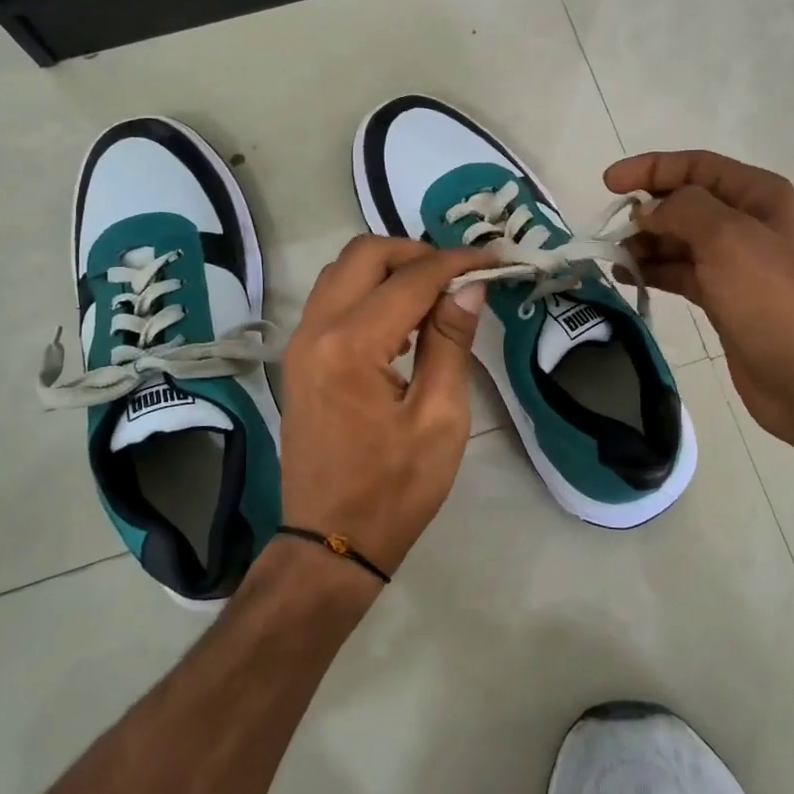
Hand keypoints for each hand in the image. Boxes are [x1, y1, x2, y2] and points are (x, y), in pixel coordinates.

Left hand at [276, 236, 494, 584]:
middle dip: (416, 252)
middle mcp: (316, 330)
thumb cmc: (394, 489)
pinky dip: (369, 289)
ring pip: (342, 271)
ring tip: (435, 291)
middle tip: (459, 274)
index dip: (456, 263)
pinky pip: (332, 298)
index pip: (411, 278)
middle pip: (364, 254)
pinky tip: (403, 316)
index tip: (493, 260)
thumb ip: (450, 342)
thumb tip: (470, 287)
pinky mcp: (300, 358)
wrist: (330, 541)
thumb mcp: (440, 418)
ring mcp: (301, 343)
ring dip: (389, 267)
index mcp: (352, 346)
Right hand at [605, 150, 793, 445]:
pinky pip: (681, 273)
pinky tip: (629, 278)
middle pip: (686, 203)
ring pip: (680, 241)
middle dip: (647, 210)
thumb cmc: (773, 300)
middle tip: (609, 230)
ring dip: (646, 243)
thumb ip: (683, 210)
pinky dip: (655, 271)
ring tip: (615, 258)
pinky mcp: (724, 299)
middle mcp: (747, 223)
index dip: (651, 168)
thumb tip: (648, 210)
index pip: (697, 166)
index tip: (609, 183)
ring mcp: (736, 264)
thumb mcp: (728, 239)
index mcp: (757, 196)